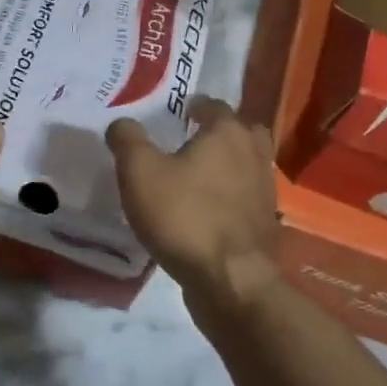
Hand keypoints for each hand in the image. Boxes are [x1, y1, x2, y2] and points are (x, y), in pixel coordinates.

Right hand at [106, 98, 280, 310]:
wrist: (230, 279)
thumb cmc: (183, 215)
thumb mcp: (139, 173)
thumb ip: (127, 140)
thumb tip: (121, 123)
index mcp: (227, 133)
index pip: (214, 106)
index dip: (196, 106)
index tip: (180, 111)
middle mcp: (254, 154)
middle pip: (242, 132)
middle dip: (222, 132)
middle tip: (195, 139)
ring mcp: (265, 191)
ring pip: (248, 165)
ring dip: (229, 165)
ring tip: (200, 176)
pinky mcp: (265, 223)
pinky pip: (247, 198)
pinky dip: (232, 197)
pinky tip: (209, 210)